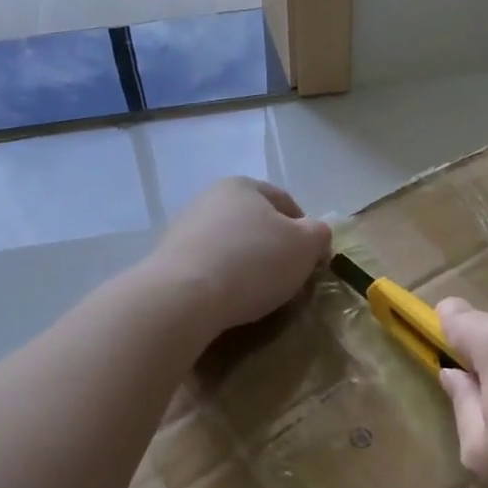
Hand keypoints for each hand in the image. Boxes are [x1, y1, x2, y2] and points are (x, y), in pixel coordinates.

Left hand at [150, 177, 331, 334]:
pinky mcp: (169, 260)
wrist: (183, 298)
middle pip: (257, 225)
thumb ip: (319, 234)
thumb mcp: (306, 246)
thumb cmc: (253, 262)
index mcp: (243, 186)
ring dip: (248, 267)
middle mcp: (211, 199)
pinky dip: (223, 281)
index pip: (286, 202)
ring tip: (259, 297)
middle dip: (275, 250)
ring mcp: (185, 228)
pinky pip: (209, 268)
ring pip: (232, 247)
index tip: (312, 262)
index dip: (307, 232)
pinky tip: (229, 302)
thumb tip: (315, 236)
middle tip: (288, 281)